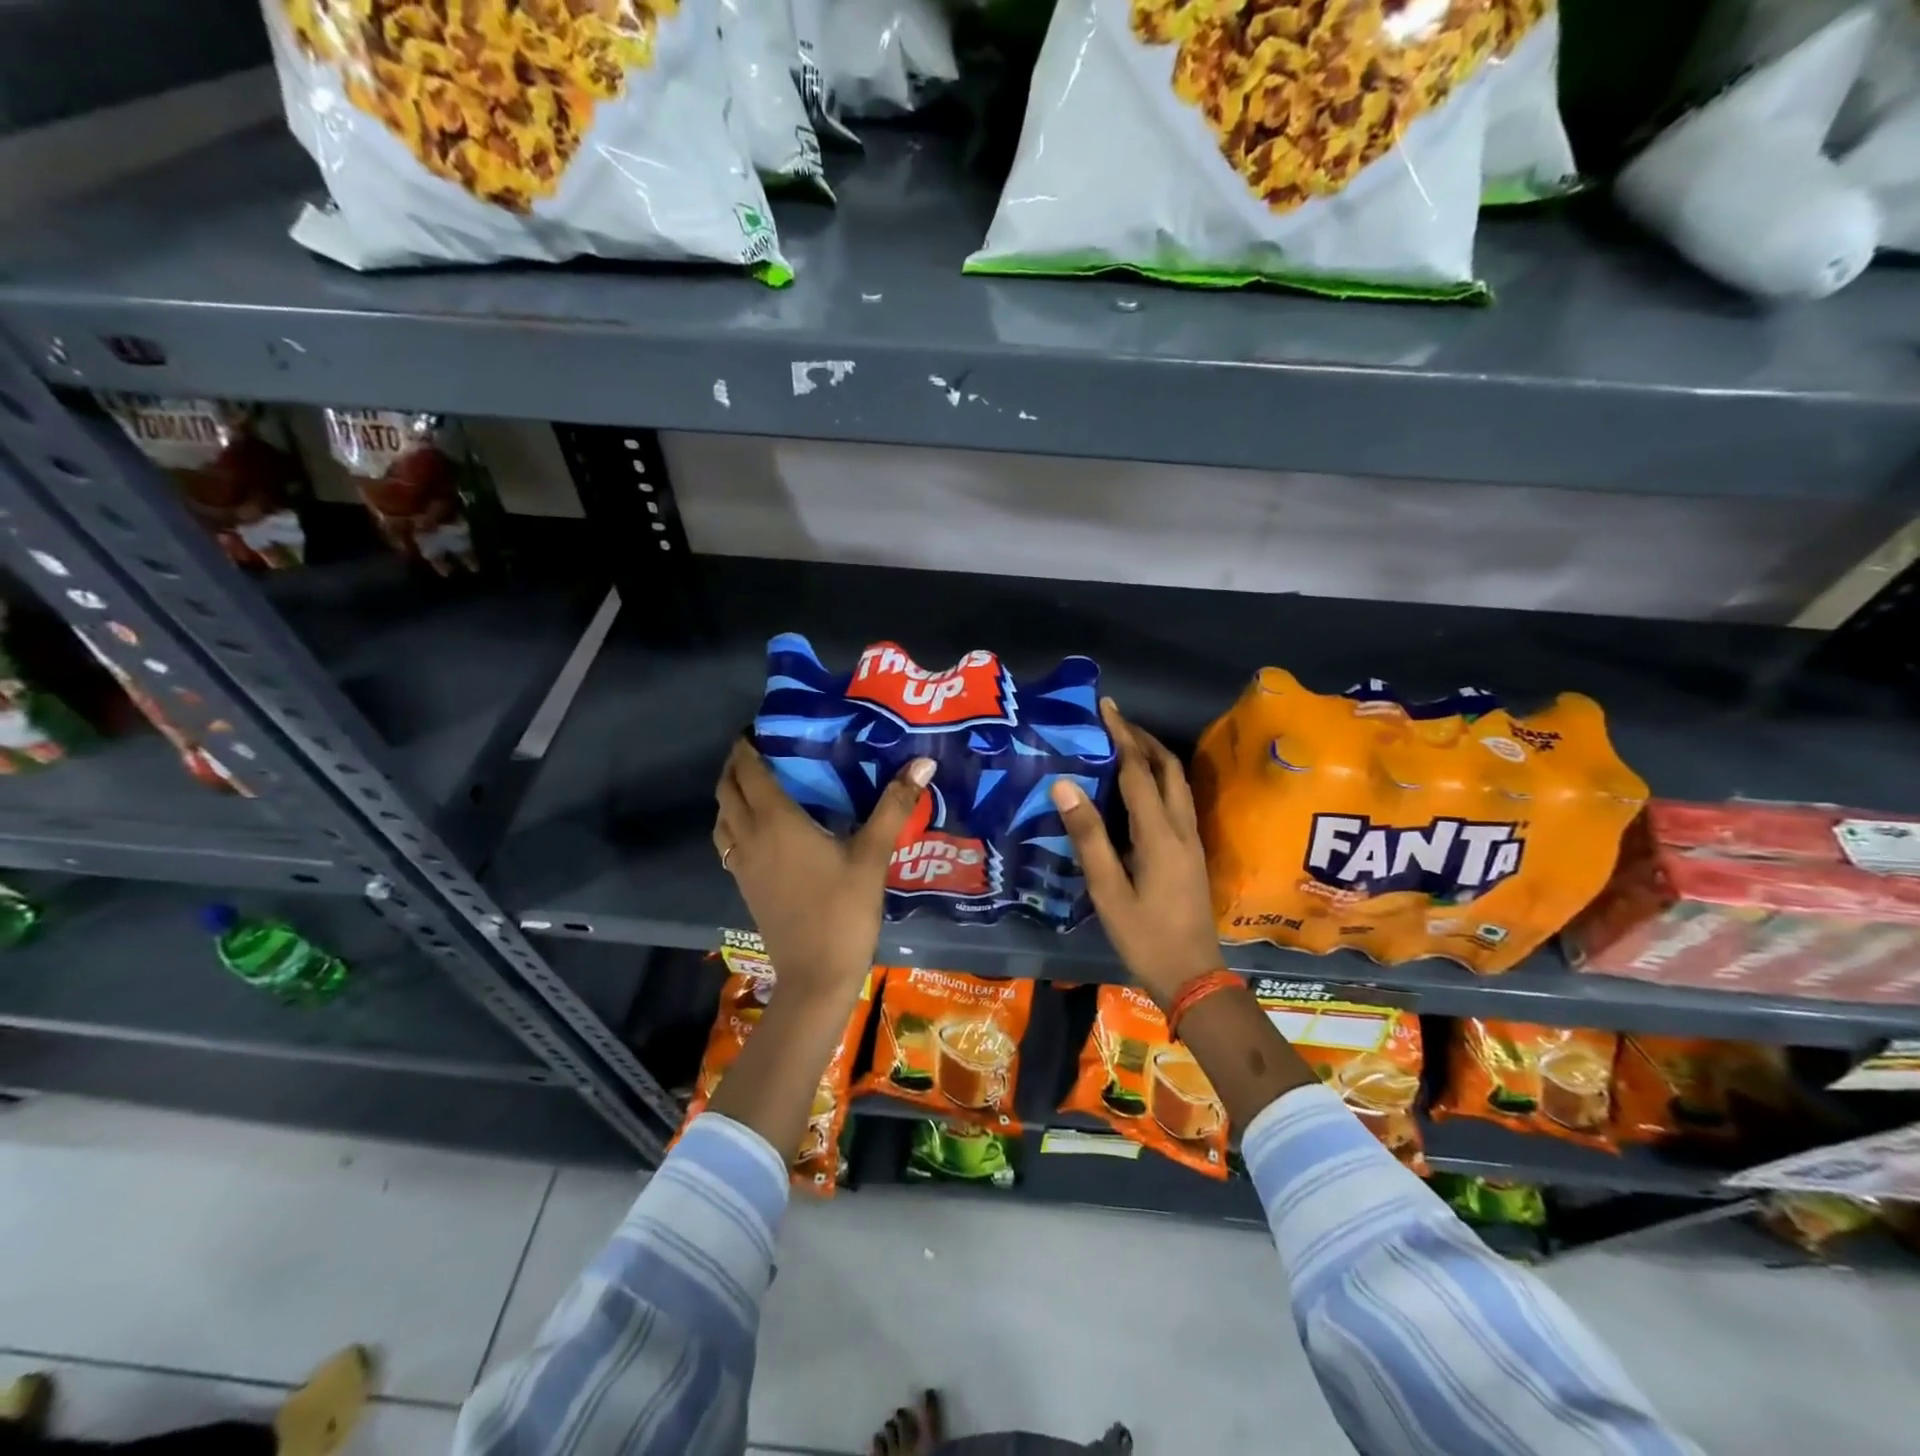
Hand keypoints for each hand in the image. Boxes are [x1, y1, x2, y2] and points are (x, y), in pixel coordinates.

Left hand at [714, 738, 934, 1001]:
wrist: (815, 976)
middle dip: (735, 764)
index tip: (760, 727)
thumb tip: (922, 762)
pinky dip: (733, 821)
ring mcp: (742, 864)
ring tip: (756, 783)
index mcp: (776, 822)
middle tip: (760, 748)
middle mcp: (750, 837)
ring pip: (722, 817)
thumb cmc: (844, 911)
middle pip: (727, 790)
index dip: (747, 746)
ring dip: (730, 793)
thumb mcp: (872, 856)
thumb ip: (894, 806)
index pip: (749, 771)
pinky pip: (727, 841)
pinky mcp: (745, 885)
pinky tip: (761, 827)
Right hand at [1050, 699, 1223, 1003]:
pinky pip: (1178, 800)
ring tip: (1124, 745)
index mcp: (1159, 834)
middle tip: (1113, 722)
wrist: (1194, 976)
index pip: (1139, 771)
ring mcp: (1192, 840)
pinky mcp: (1192, 852)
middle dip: (1143, 738)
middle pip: (1168, 768)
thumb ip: (1088, 836)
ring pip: (1178, 783)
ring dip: (1154, 756)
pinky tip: (1140, 787)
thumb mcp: (1107, 890)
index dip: (1121, 735)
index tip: (1105, 706)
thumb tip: (1064, 785)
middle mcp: (1181, 828)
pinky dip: (1159, 779)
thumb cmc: (1145, 936)